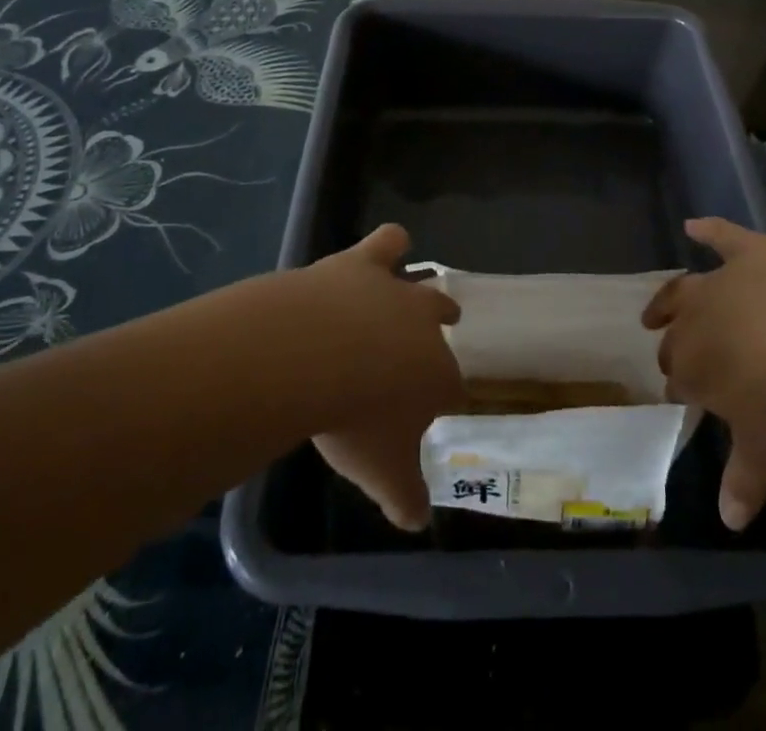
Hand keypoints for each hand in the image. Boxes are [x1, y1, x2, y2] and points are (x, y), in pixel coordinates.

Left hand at [298, 224, 462, 531]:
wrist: (312, 355)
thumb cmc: (353, 420)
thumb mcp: (380, 472)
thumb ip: (404, 496)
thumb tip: (418, 523)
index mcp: (438, 376)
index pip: (453, 389)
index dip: (443, 399)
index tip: (431, 410)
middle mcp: (425, 326)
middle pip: (444, 324)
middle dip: (441, 335)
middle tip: (428, 348)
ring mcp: (394, 291)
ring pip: (423, 282)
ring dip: (423, 290)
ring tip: (419, 292)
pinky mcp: (362, 263)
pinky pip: (388, 242)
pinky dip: (390, 244)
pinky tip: (388, 246)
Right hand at [643, 218, 765, 531]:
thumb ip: (745, 483)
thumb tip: (729, 523)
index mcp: (695, 368)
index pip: (679, 381)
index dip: (684, 390)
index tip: (689, 400)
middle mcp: (696, 320)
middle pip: (676, 335)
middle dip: (673, 348)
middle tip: (676, 360)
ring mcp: (722, 280)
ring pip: (683, 288)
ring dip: (667, 299)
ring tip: (656, 309)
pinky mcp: (749, 251)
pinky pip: (721, 235)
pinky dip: (707, 230)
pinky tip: (694, 225)